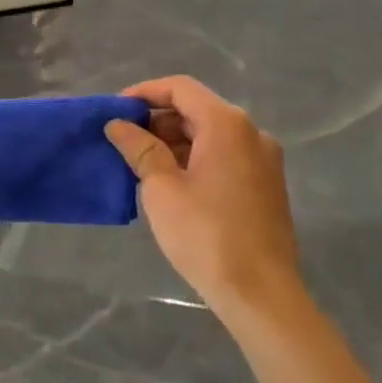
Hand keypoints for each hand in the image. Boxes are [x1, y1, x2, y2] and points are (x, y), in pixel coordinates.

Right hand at [105, 76, 298, 320]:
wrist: (261, 294)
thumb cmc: (205, 234)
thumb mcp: (161, 188)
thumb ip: (139, 148)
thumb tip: (118, 124)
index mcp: (227, 124)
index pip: (180, 88)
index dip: (144, 93)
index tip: (115, 111)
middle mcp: (251, 133)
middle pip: (196, 109)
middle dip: (157, 120)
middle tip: (123, 141)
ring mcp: (263, 160)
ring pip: (210, 134)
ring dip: (173, 141)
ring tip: (140, 164)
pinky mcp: (265, 185)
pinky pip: (224, 156)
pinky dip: (194, 159)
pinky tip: (170, 183)